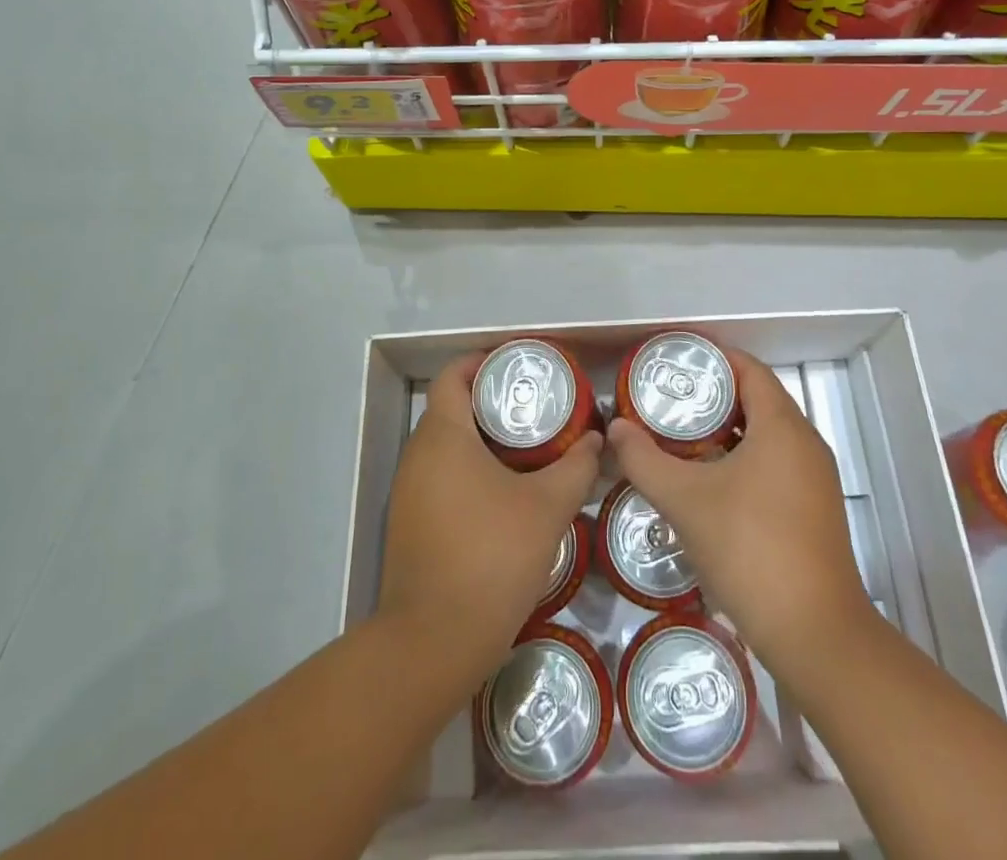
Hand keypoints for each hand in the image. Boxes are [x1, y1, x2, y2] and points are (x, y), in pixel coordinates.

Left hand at [377, 354, 601, 679]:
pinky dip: (472, 470)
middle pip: (453, 408)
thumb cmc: (490, 558)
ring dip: (484, 439)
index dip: (485, 361)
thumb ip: (576, 467)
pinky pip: (442, 477)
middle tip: (538, 407)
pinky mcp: (412, 524)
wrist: (433, 643)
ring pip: (448, 446)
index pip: (455, 375)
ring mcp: (410, 492)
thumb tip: (596, 441)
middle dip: (494, 401)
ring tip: (531, 446)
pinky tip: (507, 492)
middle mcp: (418, 456)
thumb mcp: (547, 508)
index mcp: (443, 436)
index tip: (521, 367)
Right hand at [607, 346, 873, 682]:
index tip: (674, 361)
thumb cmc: (749, 550)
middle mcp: (805, 443)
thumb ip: (645, 459)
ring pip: (766, 435)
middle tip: (667, 399)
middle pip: (757, 399)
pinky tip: (709, 481)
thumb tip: (615, 428)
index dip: (712, 358)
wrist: (816, 636)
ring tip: (680, 436)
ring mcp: (814, 479)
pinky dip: (742, 458)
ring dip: (726, 430)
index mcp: (782, 427)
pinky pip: (775, 463)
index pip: (749, 369)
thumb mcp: (685, 500)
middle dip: (712, 395)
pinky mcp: (814, 510)